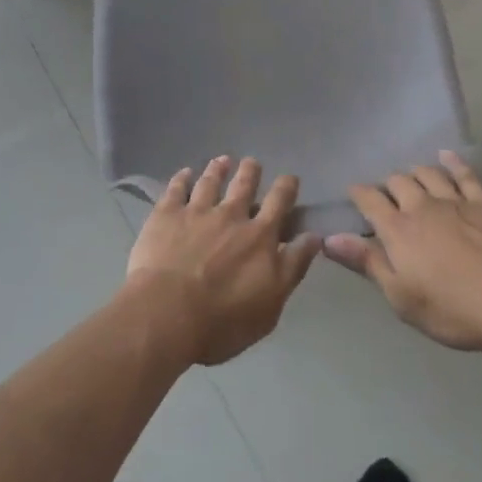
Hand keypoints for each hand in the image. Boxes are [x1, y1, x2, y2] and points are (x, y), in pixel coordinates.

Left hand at [124, 156, 321, 365]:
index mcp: (259, 236)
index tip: (290, 178)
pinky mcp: (166, 214)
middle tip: (252, 162)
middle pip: (243, 184)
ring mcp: (196, 211)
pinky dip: (181, 178)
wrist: (167, 314)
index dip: (286, 187)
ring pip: (210, 181)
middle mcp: (230, 215)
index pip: (279, 203)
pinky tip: (184, 173)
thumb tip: (314, 237)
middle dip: (250, 171)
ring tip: (222, 160)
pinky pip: (176, 189)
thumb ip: (292, 267)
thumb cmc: (223, 320)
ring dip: (218, 169)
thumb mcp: (271, 304)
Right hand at [324, 151, 481, 351]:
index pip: (369, 200)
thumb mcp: (401, 296)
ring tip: (411, 177)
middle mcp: (422, 205)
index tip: (353, 193)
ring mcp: (454, 200)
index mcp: (398, 229)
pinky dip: (453, 162)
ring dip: (416, 172)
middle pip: (398, 182)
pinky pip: (465, 174)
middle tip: (386, 194)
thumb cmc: (451, 309)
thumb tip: (329, 238)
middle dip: (388, 184)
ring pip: (428, 173)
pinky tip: (447, 157)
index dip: (358, 194)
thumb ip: (367, 262)